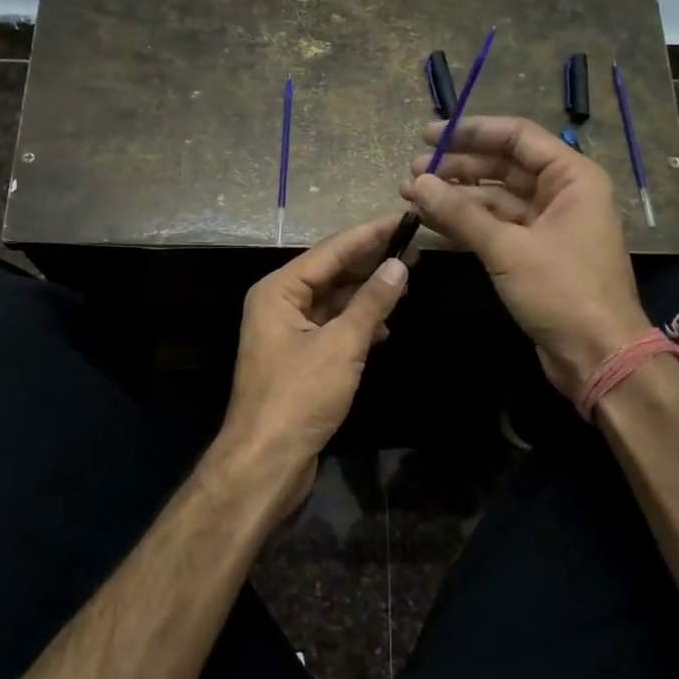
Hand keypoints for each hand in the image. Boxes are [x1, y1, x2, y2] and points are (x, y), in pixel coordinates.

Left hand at [215, 215, 410, 516]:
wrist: (266, 460)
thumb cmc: (300, 396)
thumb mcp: (342, 345)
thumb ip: (371, 303)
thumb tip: (399, 266)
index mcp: (278, 290)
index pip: (331, 251)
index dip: (369, 234)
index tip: (403, 219)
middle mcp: (278, 303)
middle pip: (330, 272)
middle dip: (370, 262)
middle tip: (413, 248)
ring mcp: (286, 331)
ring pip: (332, 300)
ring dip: (366, 293)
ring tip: (405, 280)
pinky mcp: (297, 357)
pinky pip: (330, 326)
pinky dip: (356, 323)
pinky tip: (384, 326)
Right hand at [403, 116, 651, 396]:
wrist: (598, 355)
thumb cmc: (563, 291)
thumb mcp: (508, 248)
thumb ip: (461, 213)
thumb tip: (417, 183)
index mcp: (571, 178)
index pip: (517, 138)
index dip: (471, 132)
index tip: (428, 135)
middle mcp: (562, 194)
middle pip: (503, 167)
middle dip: (456, 168)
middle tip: (411, 172)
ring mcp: (548, 226)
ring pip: (495, 200)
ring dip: (455, 198)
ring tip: (411, 196)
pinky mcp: (534, 254)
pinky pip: (496, 228)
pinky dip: (465, 224)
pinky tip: (431, 222)